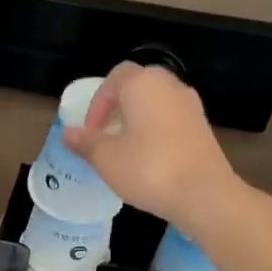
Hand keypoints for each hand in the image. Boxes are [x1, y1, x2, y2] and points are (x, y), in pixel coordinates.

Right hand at [62, 62, 241, 229]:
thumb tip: (68, 133)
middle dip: (117, 108)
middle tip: (106, 136)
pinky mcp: (202, 126)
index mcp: (143, 84)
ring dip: (137, 120)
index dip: (97, 102)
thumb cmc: (148, 169)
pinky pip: (171, 119)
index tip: (90, 131)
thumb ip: (85, 142)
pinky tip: (149, 159)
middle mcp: (170, 85)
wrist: (204, 194)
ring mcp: (190, 105)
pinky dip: (156, 131)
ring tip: (125, 150)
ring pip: (156, 103)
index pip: (114, 77)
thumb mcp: (106, 158)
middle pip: (137, 86)